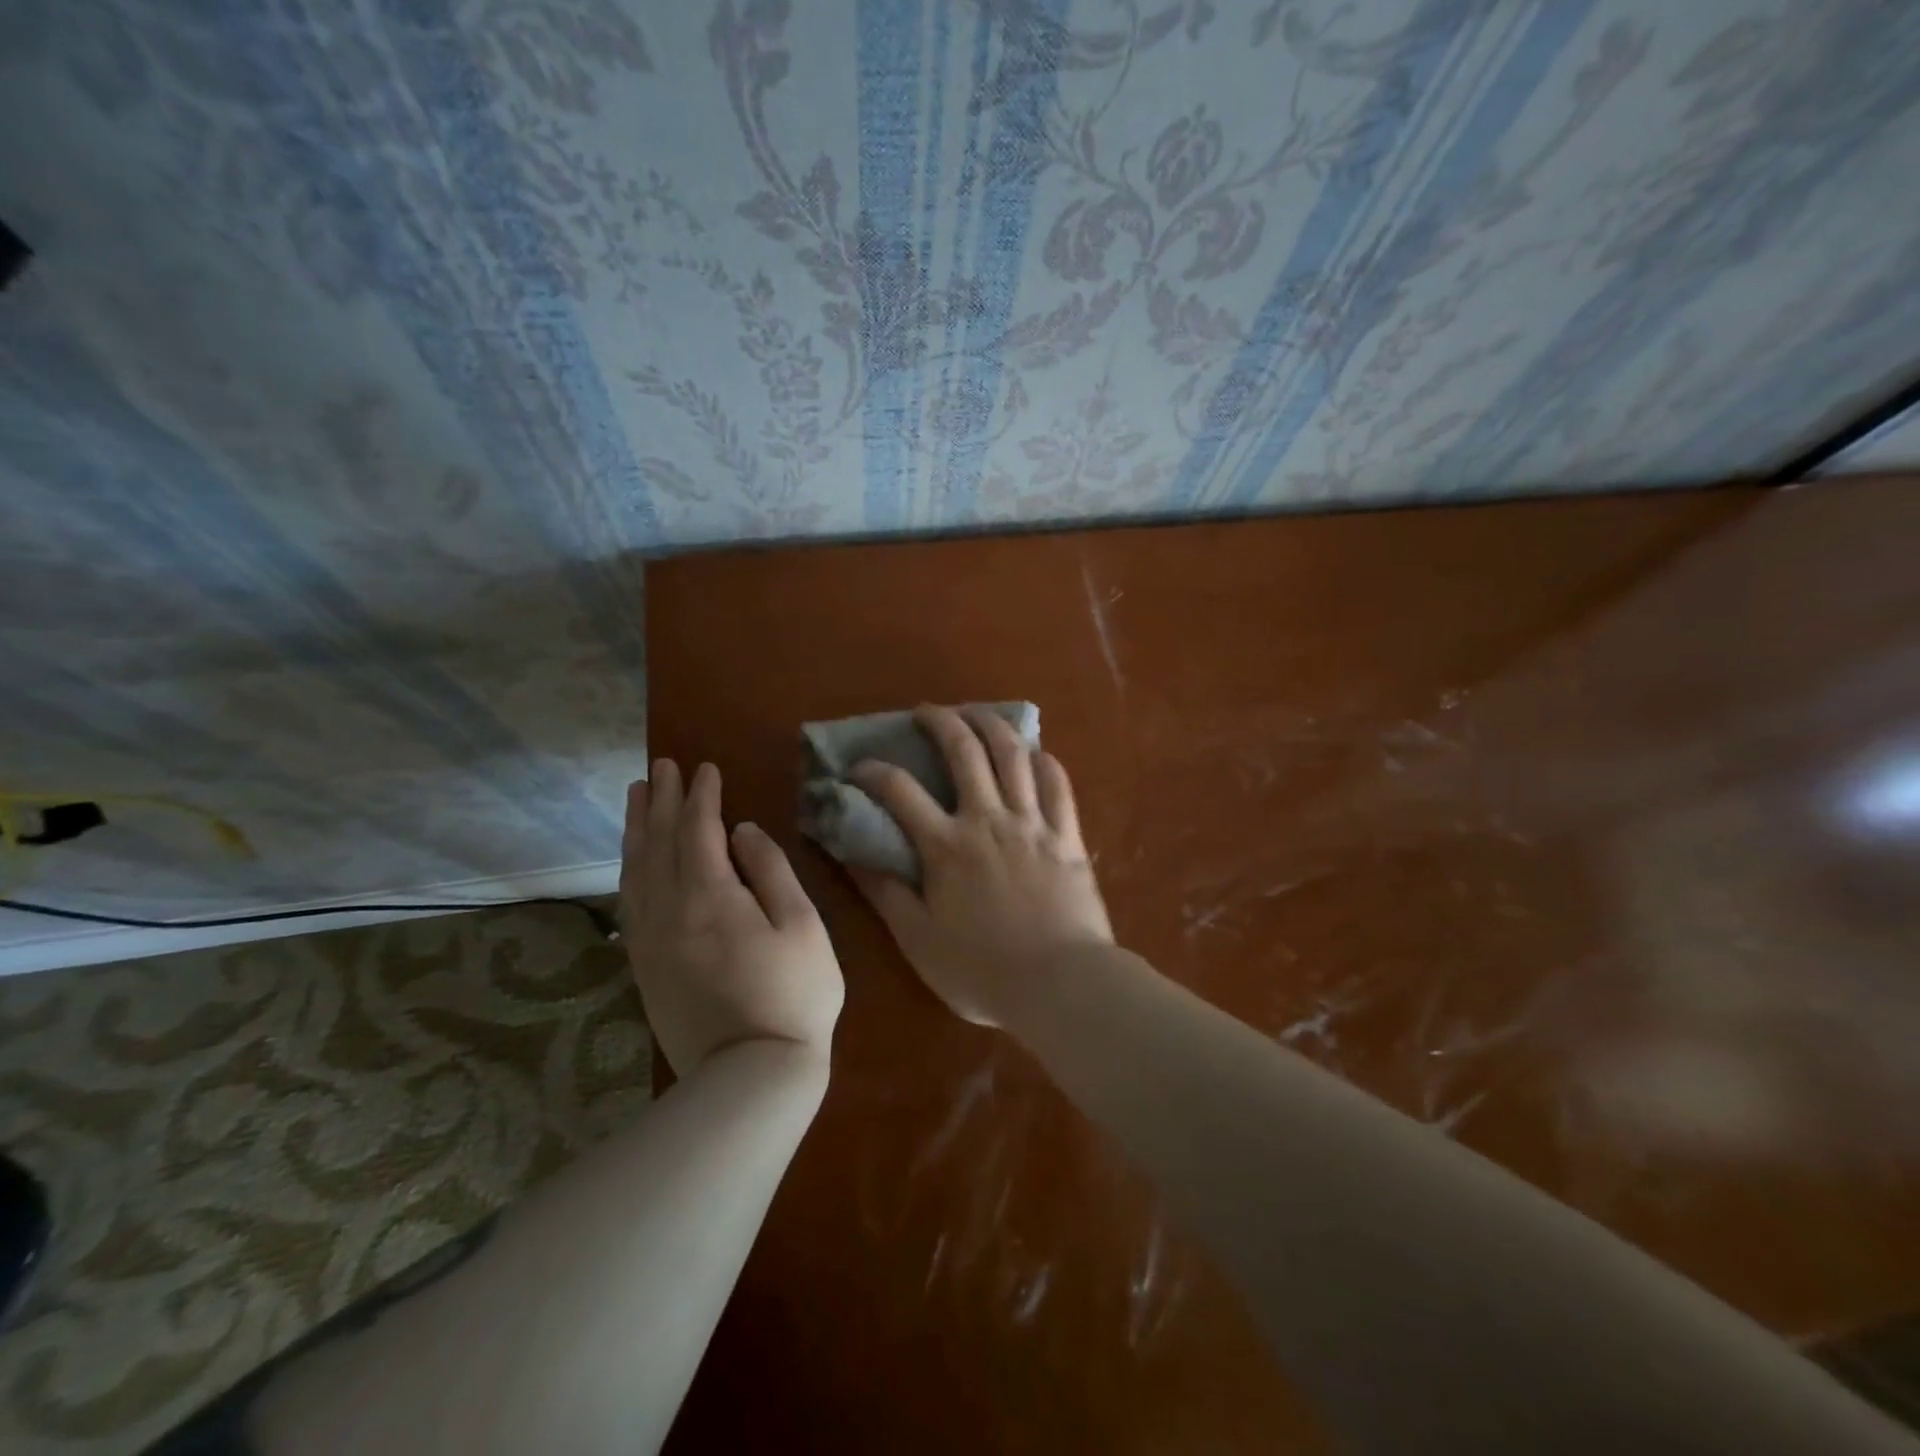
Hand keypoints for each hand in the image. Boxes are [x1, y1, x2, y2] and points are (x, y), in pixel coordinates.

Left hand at [621, 760, 843, 1076]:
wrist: (750, 1075)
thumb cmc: (793, 995)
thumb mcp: (802, 926)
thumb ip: (771, 871)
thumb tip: (742, 832)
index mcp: (709, 895)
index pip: (699, 829)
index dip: (702, 795)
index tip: (705, 768)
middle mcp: (668, 910)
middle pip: (659, 841)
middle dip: (662, 799)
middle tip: (661, 766)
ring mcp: (650, 940)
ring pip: (634, 869)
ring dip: (637, 828)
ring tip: (638, 797)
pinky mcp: (644, 966)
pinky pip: (628, 903)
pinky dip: (629, 870)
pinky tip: (632, 861)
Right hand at [849, 705, 1113, 1025]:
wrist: (1061, 984)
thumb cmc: (983, 970)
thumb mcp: (918, 940)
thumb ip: (885, 894)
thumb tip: (851, 856)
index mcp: (947, 846)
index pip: (899, 791)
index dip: (873, 771)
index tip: (859, 767)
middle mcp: (988, 820)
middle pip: (964, 752)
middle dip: (941, 721)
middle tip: (926, 710)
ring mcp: (1032, 823)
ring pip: (1013, 756)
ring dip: (992, 725)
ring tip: (977, 714)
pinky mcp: (1068, 835)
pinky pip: (1058, 784)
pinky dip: (1044, 761)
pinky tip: (1035, 752)